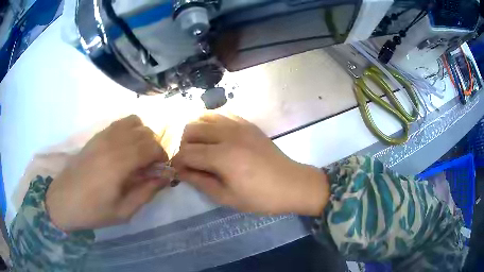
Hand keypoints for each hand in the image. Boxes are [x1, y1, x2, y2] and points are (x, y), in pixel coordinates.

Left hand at [46, 115, 169, 231]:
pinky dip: (130, 129)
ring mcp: (102, 136)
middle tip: (150, 166)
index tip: (161, 170)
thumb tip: (165, 177)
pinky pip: (119, 123)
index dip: (162, 156)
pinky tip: (125, 147)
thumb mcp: (124, 211)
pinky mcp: (96, 136)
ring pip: (134, 122)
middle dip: (155, 147)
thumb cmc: (94, 211)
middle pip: (145, 132)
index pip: (151, 146)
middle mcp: (112, 143)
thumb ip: (146, 192)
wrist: (64, 200)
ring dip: (143, 135)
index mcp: (119, 163)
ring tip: (139, 154)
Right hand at [172, 114, 328, 215]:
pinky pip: (222, 114)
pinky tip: (215, 137)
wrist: (292, 185)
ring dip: (196, 131)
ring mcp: (239, 125)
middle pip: (191, 128)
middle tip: (189, 161)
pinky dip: (211, 123)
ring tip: (200, 148)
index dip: (177, 161)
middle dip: (183, 144)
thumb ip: (200, 181)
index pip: (186, 152)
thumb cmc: (260, 197)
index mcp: (222, 156)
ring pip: (204, 117)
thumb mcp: (227, 197)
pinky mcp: (248, 123)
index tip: (177, 170)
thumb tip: (180, 171)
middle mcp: (228, 134)